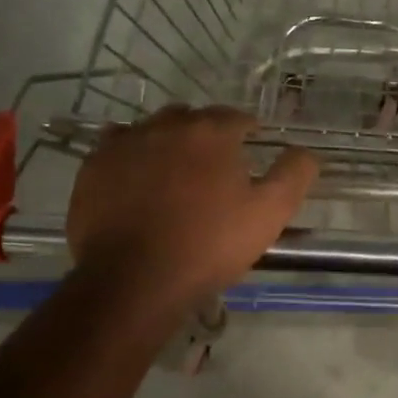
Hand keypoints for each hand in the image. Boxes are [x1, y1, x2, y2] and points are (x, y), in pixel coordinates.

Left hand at [67, 107, 317, 308]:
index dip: (248, 130)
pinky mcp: (93, 167)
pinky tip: (136, 179)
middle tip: (215, 165)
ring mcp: (124, 143)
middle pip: (192, 118)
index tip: (253, 145)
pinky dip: (131, 155)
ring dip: (167, 141)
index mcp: (211, 132)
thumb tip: (304, 152)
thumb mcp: (269, 214)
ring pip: (152, 129)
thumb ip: (293, 175)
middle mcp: (166, 126)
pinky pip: (116, 147)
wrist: (135, 280)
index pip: (236, 117)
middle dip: (206, 134)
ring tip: (174, 172)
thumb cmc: (209, 245)